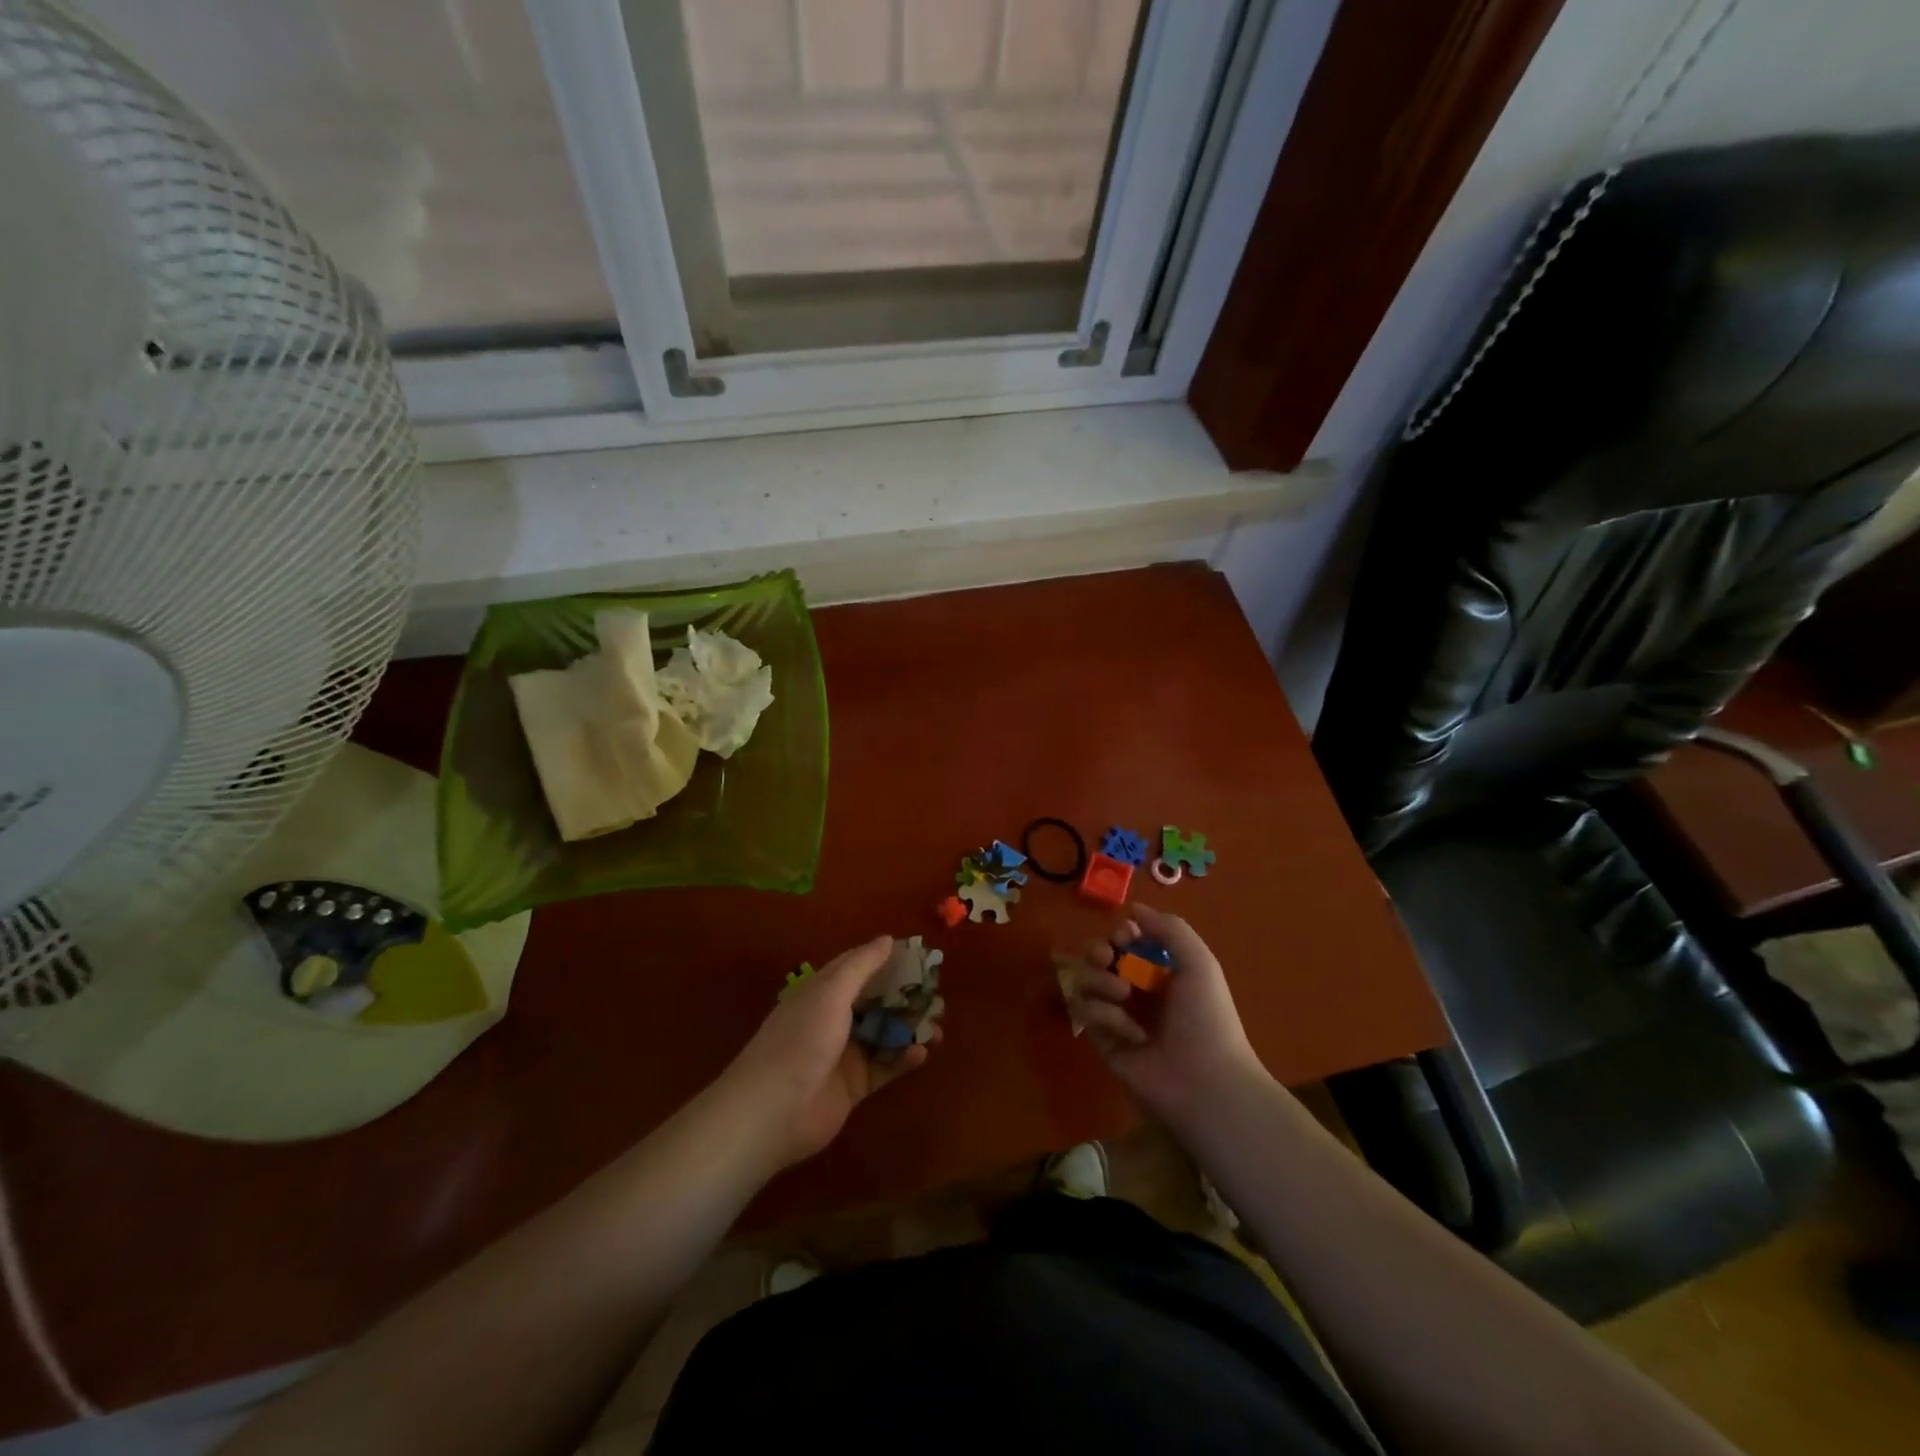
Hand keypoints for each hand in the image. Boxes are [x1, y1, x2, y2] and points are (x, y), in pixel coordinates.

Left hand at [720, 936, 934, 1169]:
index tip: (921, 956)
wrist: (773, 1111)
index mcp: (823, 992)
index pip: (860, 968)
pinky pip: (885, 1067)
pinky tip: (922, 1053)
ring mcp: (844, 1054)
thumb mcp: (830, 993)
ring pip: (885, 1034)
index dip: (888, 960)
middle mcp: (834, 1019)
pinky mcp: (854, 1086)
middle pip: (877, 1001)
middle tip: (938, 996)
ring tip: (939, 1027)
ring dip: (910, 1028)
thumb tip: (888, 939)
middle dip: (906, 997)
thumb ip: (861, 966)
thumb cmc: (801, 1040)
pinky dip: (903, 1058)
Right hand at [1061, 903, 1263, 1127]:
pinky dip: (1103, 1015)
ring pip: (1085, 980)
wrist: (1205, 1081)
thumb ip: (1169, 929)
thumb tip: (1134, 908)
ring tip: (1121, 994)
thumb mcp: (1199, 963)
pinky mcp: (1102, 1040)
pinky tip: (1128, 1032)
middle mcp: (1136, 989)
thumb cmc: (1207, 1018)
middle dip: (1098, 951)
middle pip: (1099, 956)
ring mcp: (1117, 1014)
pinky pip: (1085, 1012)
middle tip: (1108, 958)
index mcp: (1160, 970)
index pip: (1126, 940)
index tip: (1126, 937)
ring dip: (1098, 980)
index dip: (1121, 933)